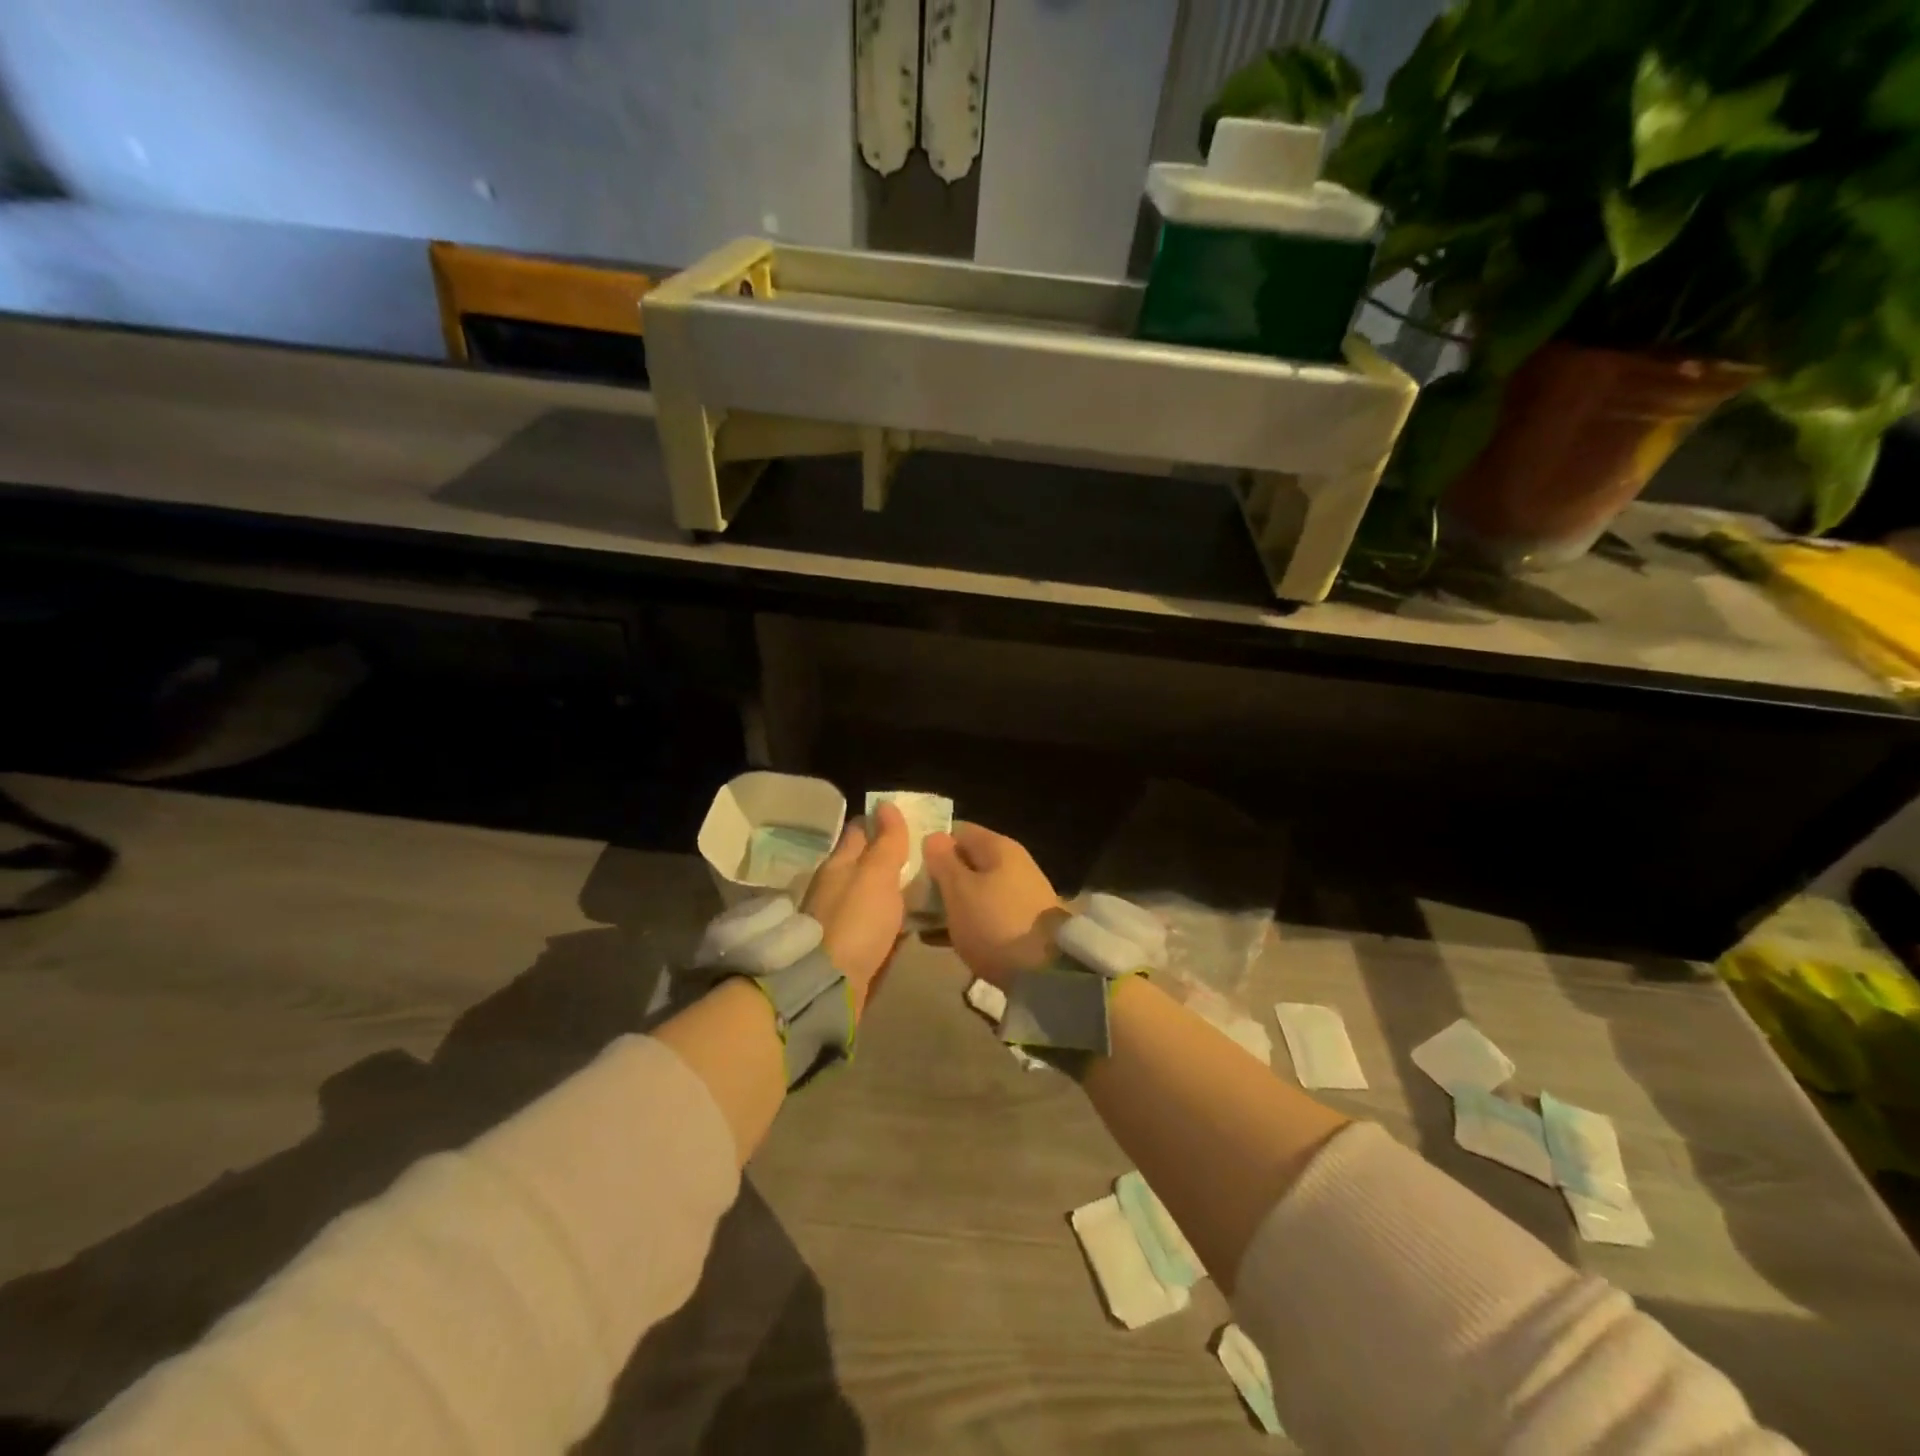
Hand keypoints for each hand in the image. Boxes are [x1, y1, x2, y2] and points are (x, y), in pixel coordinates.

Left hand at [803, 801, 909, 1014]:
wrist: (831, 985)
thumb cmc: (856, 921)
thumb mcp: (877, 875)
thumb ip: (886, 842)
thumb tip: (885, 803)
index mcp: (839, 863)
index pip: (860, 830)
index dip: (882, 820)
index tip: (909, 817)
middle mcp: (837, 886)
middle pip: (866, 862)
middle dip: (892, 855)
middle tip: (927, 852)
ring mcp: (842, 918)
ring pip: (873, 893)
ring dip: (895, 888)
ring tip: (928, 883)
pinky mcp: (851, 946)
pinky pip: (877, 923)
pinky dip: (894, 917)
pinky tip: (914, 919)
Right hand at [923, 823, 1066, 986]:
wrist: (1046, 973)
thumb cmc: (995, 923)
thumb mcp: (960, 890)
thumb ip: (943, 861)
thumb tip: (934, 837)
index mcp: (998, 847)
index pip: (958, 831)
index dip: (932, 844)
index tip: (909, 864)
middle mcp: (1011, 865)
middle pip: (965, 862)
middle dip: (937, 878)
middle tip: (908, 896)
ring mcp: (1017, 896)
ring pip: (972, 891)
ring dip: (947, 903)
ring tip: (917, 920)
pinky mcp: (1018, 924)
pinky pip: (982, 915)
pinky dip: (962, 923)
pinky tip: (937, 940)